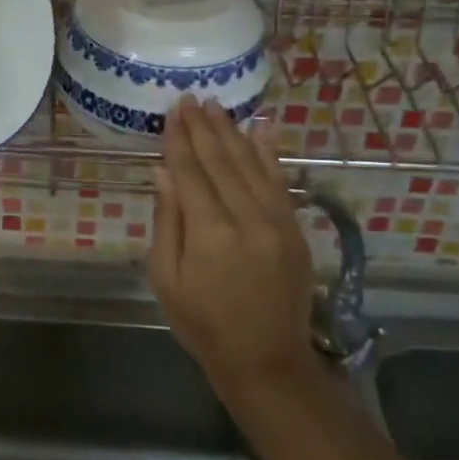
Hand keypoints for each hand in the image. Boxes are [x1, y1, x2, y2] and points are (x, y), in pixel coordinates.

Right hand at [146, 96, 319, 399]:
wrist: (266, 361)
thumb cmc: (203, 323)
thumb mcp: (167, 278)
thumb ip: (167, 221)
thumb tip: (164, 171)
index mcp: (210, 233)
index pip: (191, 172)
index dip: (180, 139)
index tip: (173, 111)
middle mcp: (247, 219)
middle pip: (221, 161)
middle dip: (204, 127)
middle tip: (191, 99)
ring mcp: (276, 222)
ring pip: (251, 165)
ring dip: (232, 132)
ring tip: (216, 106)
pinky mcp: (294, 229)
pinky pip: (280, 182)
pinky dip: (269, 153)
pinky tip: (261, 130)